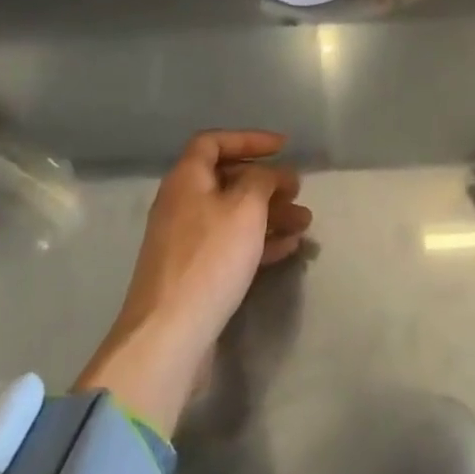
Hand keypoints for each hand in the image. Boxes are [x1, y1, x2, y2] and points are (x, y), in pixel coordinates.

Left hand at [77, 131, 311, 433]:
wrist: (169, 334)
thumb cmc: (210, 258)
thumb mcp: (245, 208)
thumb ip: (262, 180)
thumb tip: (269, 174)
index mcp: (186, 179)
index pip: (214, 142)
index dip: (249, 139)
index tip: (283, 147)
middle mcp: (182, 204)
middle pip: (227, 180)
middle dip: (266, 182)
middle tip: (298, 190)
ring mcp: (186, 241)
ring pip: (234, 215)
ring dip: (270, 214)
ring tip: (305, 222)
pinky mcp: (195, 273)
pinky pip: (231, 245)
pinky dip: (259, 241)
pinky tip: (289, 247)